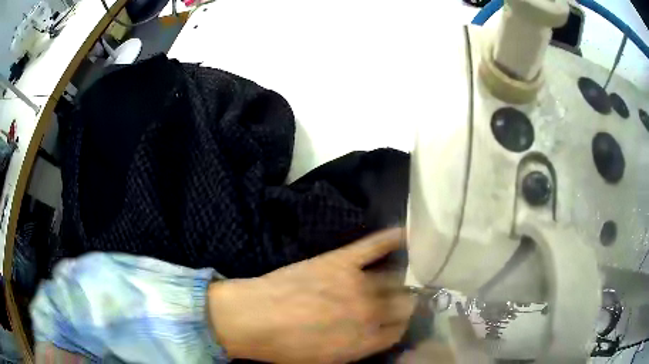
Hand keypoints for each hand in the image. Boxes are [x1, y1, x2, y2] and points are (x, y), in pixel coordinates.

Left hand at [207, 228, 414, 362]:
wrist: (251, 318)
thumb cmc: (284, 347)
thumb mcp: (326, 360)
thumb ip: (358, 347)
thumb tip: (377, 334)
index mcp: (365, 342)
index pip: (398, 330)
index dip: (399, 324)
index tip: (396, 319)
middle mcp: (370, 313)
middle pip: (403, 303)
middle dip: (403, 302)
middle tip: (397, 298)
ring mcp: (357, 284)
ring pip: (395, 278)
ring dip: (400, 279)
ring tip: (400, 275)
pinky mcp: (341, 261)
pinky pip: (375, 246)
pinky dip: (392, 239)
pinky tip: (406, 234)